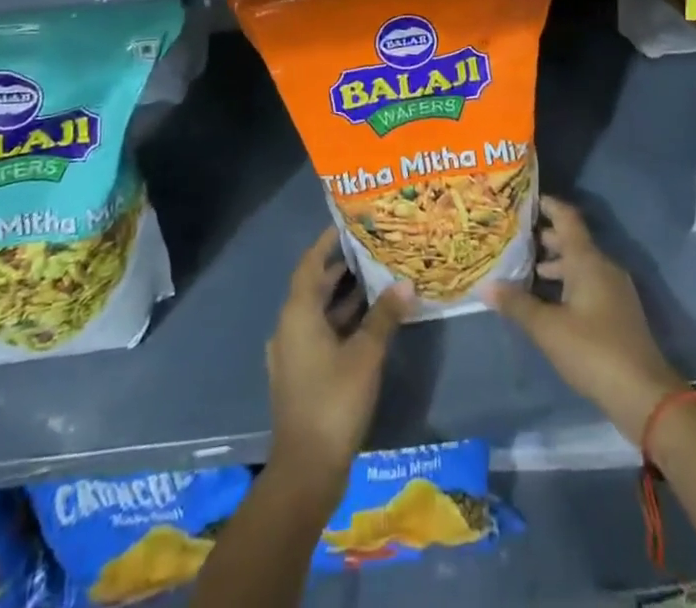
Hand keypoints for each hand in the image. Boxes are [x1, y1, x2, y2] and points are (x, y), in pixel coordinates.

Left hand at [266, 228, 414, 493]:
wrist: (306, 470)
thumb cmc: (334, 401)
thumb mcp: (365, 354)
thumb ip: (384, 316)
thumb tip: (405, 283)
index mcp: (298, 314)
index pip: (310, 264)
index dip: (328, 243)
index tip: (349, 225)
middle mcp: (290, 327)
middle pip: (315, 286)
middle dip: (343, 269)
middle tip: (375, 250)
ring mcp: (293, 353)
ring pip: (319, 312)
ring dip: (345, 297)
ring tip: (379, 280)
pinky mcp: (301, 374)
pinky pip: (321, 334)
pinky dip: (342, 322)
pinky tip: (371, 323)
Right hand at [485, 195, 682, 442]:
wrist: (644, 395)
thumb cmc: (593, 351)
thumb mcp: (548, 329)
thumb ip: (517, 305)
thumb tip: (486, 286)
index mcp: (588, 260)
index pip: (567, 218)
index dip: (547, 205)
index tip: (523, 200)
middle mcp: (603, 267)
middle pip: (572, 241)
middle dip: (544, 238)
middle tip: (513, 238)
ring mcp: (614, 290)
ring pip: (580, 265)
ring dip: (554, 264)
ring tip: (524, 270)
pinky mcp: (618, 312)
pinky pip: (588, 283)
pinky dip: (566, 283)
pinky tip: (548, 301)